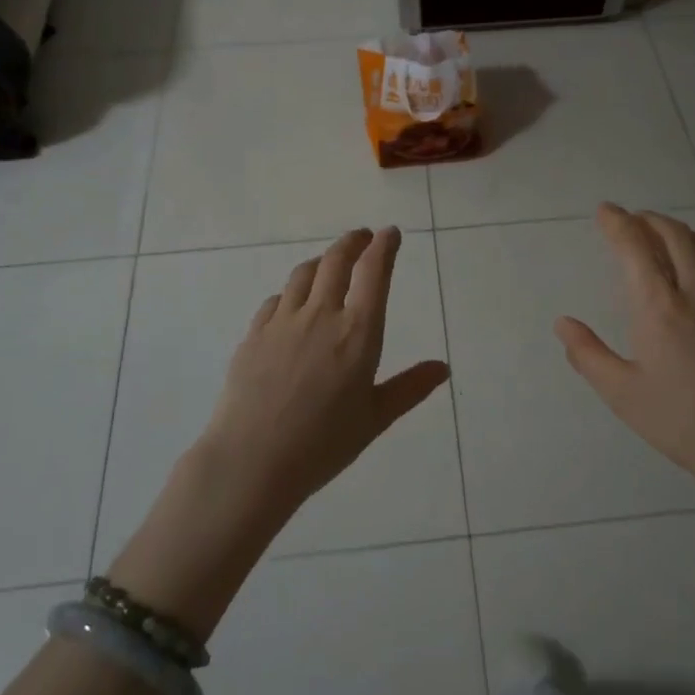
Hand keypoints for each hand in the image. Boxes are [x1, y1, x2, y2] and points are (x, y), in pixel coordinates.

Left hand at [197, 227, 449, 516]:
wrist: (251, 460)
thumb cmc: (322, 444)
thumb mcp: (374, 418)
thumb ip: (409, 388)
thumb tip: (443, 368)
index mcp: (357, 333)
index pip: (373, 273)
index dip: (384, 247)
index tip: (390, 234)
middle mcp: (320, 315)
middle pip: (336, 261)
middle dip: (353, 242)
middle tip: (363, 236)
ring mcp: (282, 322)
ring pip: (303, 274)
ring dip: (322, 261)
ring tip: (330, 263)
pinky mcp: (254, 334)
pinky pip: (276, 299)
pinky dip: (291, 292)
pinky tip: (292, 303)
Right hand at [555, 205, 694, 497]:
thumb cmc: (682, 421)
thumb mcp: (622, 394)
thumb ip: (588, 354)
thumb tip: (563, 323)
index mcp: (658, 305)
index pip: (634, 245)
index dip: (617, 222)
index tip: (605, 211)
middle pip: (673, 233)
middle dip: (647, 219)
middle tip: (631, 221)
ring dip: (679, 232)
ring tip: (664, 239)